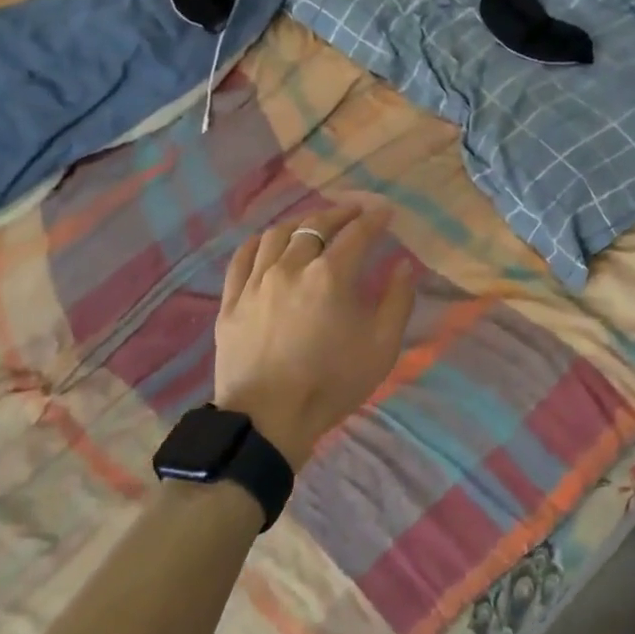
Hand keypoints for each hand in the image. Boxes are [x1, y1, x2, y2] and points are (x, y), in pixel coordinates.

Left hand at [214, 202, 415, 470]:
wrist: (267, 421)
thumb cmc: (331, 384)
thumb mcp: (381, 348)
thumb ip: (397, 301)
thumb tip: (403, 265)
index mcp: (330, 276)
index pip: (356, 233)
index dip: (373, 219)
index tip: (385, 212)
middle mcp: (290, 267)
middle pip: (315, 226)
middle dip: (339, 213)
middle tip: (353, 211)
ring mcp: (256, 282)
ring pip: (277, 235)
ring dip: (300, 223)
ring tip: (312, 225)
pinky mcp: (231, 301)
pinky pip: (242, 258)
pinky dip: (259, 242)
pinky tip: (267, 242)